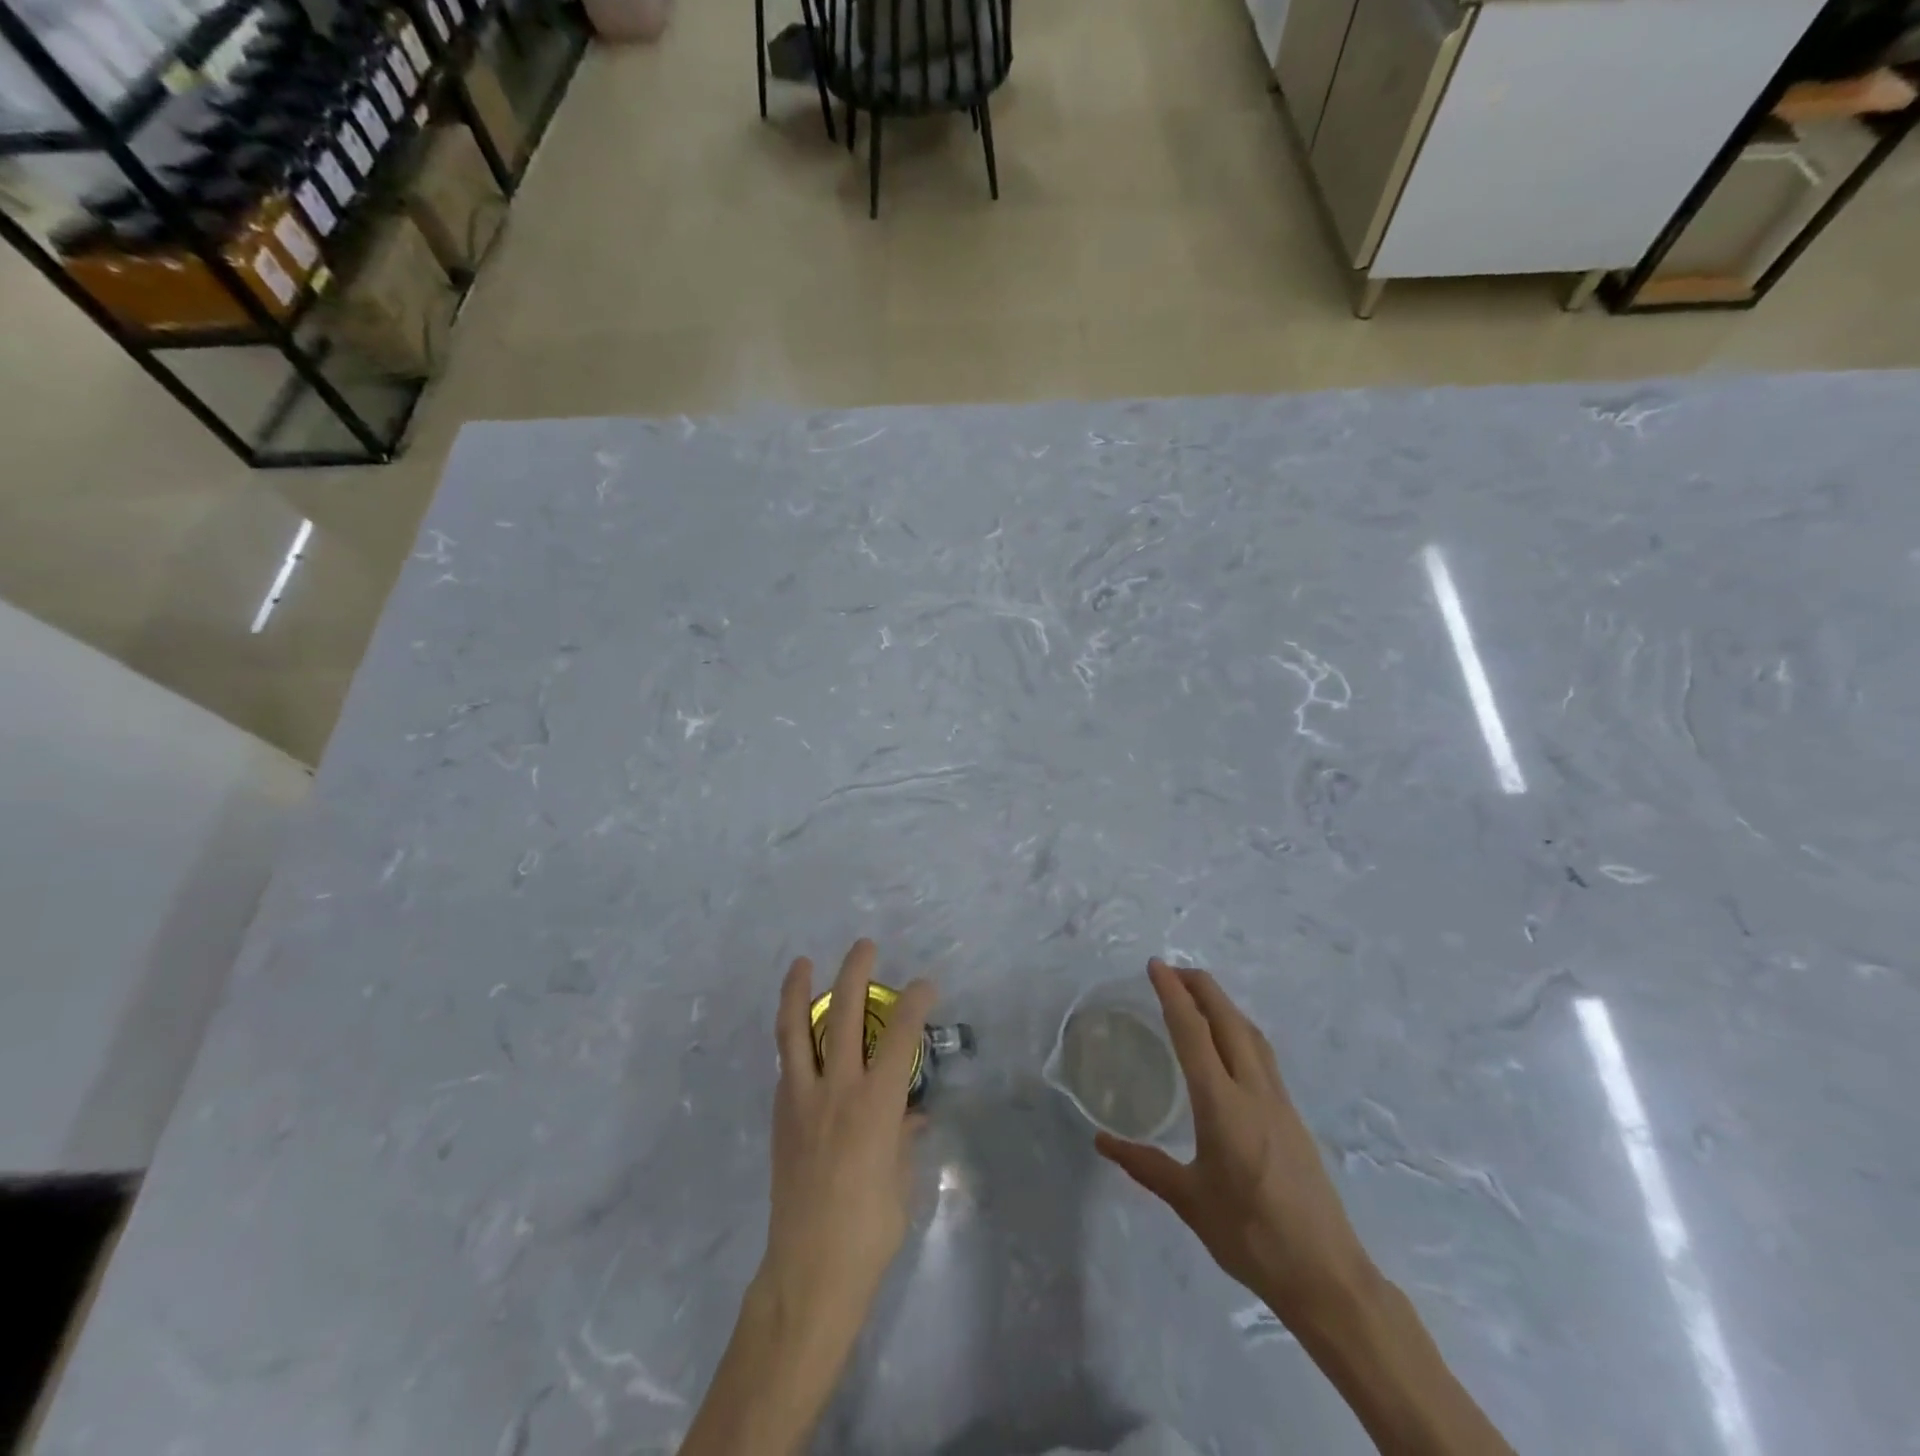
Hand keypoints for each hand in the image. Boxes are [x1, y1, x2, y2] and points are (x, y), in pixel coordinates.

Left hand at [759, 939, 934, 1352]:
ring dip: (798, 990)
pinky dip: (793, 1037)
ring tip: (801, 963)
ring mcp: (802, 1099)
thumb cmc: (870, 1230)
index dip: (914, 1002)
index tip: (924, 985)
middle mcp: (837, 1090)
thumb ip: (904, 1137)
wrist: (809, 1272)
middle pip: (843, 1014)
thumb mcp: (901, 1180)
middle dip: (855, 973)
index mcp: (876, 1105)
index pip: (900, 1035)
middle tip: (864, 947)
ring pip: (795, 1030)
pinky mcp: (780, 1115)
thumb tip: (910, 1115)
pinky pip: (787, 1063)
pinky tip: (799, 1031)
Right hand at [1095, 959, 1374, 1329]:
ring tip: (1198, 995)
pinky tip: (1229, 1044)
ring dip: (1224, 1005)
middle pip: (1228, 1020)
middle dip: (1201, 986)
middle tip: (1172, 969)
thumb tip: (1101, 1141)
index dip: (1173, 995)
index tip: (1156, 967)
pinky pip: (1263, 1055)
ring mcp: (1279, 1101)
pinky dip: (1240, 1030)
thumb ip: (1145, 1165)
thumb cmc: (1250, 1237)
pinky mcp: (1292, 1116)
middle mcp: (1254, 1091)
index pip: (1193, 1034)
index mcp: (1222, 1105)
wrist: (1326, 1276)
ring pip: (1251, 1034)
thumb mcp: (1190, 1201)